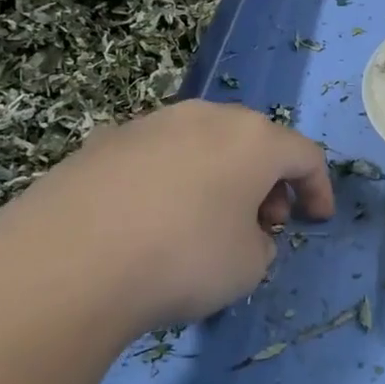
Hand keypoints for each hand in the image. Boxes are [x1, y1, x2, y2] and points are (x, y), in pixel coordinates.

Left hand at [0, 101, 333, 336]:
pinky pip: (159, 156)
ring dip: (220, 177)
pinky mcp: (105, 140)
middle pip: (255, 142)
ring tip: (208, 221)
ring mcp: (152, 123)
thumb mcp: (248, 267)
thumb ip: (262, 243)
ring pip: (205, 143)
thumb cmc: (181, 259)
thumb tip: (243, 233)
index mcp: (253, 139)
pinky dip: (173, 180)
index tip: (318, 220)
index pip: (305, 155)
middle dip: (268, 181)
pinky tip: (153, 220)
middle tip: (264, 222)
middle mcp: (207, 117)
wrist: (65, 263)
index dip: (319, 188)